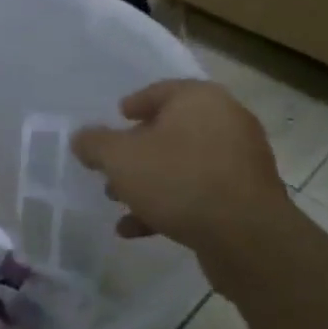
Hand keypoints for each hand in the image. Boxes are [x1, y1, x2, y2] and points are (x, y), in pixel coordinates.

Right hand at [69, 80, 289, 260]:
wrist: (246, 236)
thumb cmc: (178, 179)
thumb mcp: (120, 158)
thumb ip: (95, 144)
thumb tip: (81, 138)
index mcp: (200, 99)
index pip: (160, 91)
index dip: (133, 104)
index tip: (116, 118)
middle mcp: (226, 122)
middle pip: (172, 130)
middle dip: (137, 150)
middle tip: (111, 165)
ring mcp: (240, 161)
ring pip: (183, 165)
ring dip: (149, 181)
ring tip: (117, 200)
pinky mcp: (245, 198)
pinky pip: (199, 193)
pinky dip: (169, 205)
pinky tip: (136, 228)